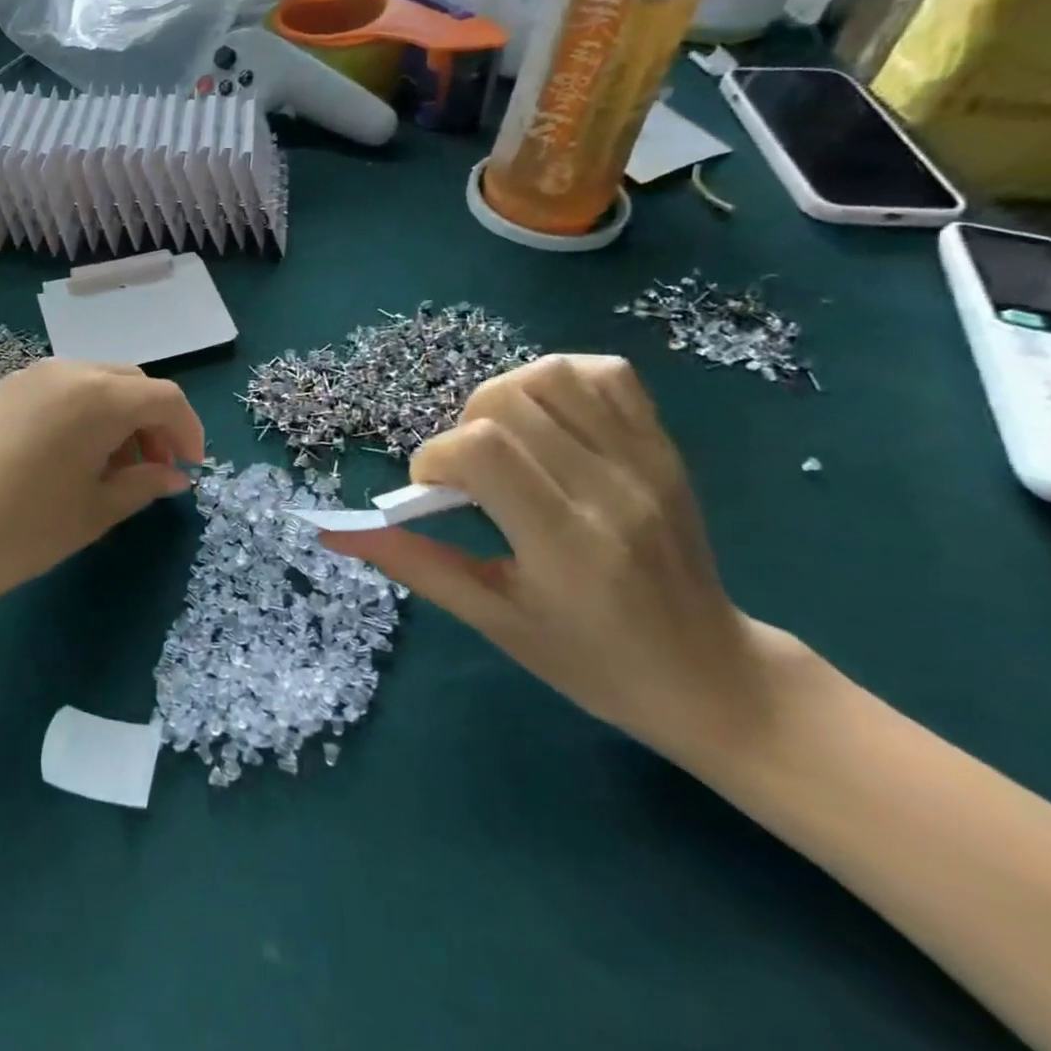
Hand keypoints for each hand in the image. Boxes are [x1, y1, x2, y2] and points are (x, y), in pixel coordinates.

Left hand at [0, 359, 203, 615]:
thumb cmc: (20, 530)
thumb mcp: (93, 513)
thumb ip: (142, 485)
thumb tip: (175, 476)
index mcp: (100, 396)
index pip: (165, 398)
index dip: (188, 431)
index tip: (191, 469)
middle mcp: (67, 371)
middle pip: (130, 383)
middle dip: (152, 422)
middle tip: (152, 469)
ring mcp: (28, 377)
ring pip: (94, 383)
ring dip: (117, 417)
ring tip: (111, 468)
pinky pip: (59, 390)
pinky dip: (82, 414)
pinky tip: (69, 457)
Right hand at [321, 354, 797, 761]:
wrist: (712, 676)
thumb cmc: (593, 663)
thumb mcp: (494, 621)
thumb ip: (416, 564)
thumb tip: (338, 530)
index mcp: (565, 544)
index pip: (481, 451)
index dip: (434, 459)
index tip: (432, 492)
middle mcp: (608, 490)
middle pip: (506, 399)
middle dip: (462, 427)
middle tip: (469, 473)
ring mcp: (644, 461)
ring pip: (552, 374)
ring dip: (505, 397)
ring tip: (504, 441)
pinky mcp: (664, 447)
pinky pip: (607, 374)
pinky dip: (560, 381)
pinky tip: (547, 421)